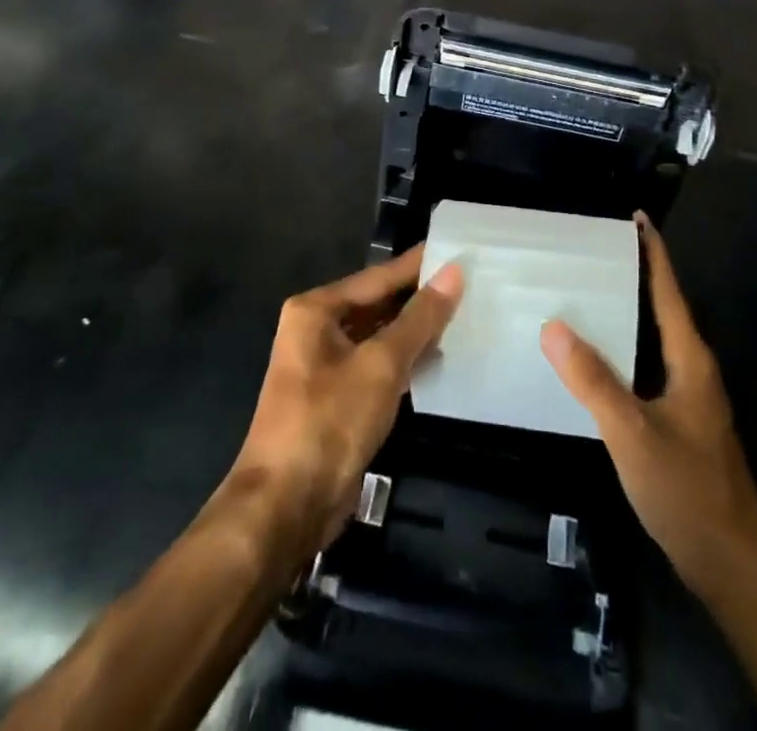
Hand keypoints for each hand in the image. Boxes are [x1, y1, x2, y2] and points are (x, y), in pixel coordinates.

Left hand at [229, 247, 463, 554]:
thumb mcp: (381, 364)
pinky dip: (405, 360)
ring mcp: (325, 366)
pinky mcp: (337, 399)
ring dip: (416, 330)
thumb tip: (454, 272)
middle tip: (471, 282)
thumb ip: (419, 317)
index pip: (379, 277)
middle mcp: (316, 330)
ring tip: (466, 313)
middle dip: (420, 297)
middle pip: (378, 304)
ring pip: (379, 336)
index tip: (458, 248)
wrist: (285, 508)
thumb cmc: (329, 422)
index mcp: (316, 310)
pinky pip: (377, 365)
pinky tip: (440, 357)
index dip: (419, 264)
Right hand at [540, 214, 756, 599]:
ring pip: (654, 340)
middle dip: (633, 276)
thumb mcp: (632, 433)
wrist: (731, 565)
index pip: (669, 291)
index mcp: (690, 360)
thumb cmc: (687, 490)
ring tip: (585, 294)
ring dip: (626, 313)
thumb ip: (593, 380)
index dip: (653, 252)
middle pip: (662, 309)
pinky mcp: (679, 422)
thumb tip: (553, 325)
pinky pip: (646, 368)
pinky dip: (623, 351)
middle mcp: (693, 369)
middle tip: (591, 251)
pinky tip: (595, 360)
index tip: (635, 217)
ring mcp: (688, 398)